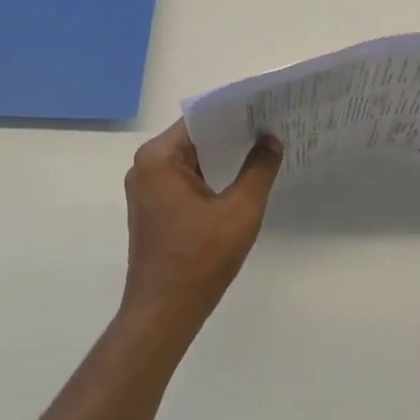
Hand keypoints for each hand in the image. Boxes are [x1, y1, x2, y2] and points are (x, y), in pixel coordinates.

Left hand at [122, 120, 283, 327]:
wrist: (164, 313)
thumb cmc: (200, 259)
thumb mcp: (240, 210)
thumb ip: (259, 168)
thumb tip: (271, 138)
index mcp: (159, 158)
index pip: (201, 119)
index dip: (235, 112)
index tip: (267, 107)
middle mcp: (146, 166)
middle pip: (194, 137)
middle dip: (232, 132)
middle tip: (272, 124)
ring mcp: (147, 188)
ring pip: (191, 159)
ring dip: (222, 155)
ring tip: (263, 146)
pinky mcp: (153, 208)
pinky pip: (185, 179)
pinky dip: (211, 175)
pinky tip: (241, 177)